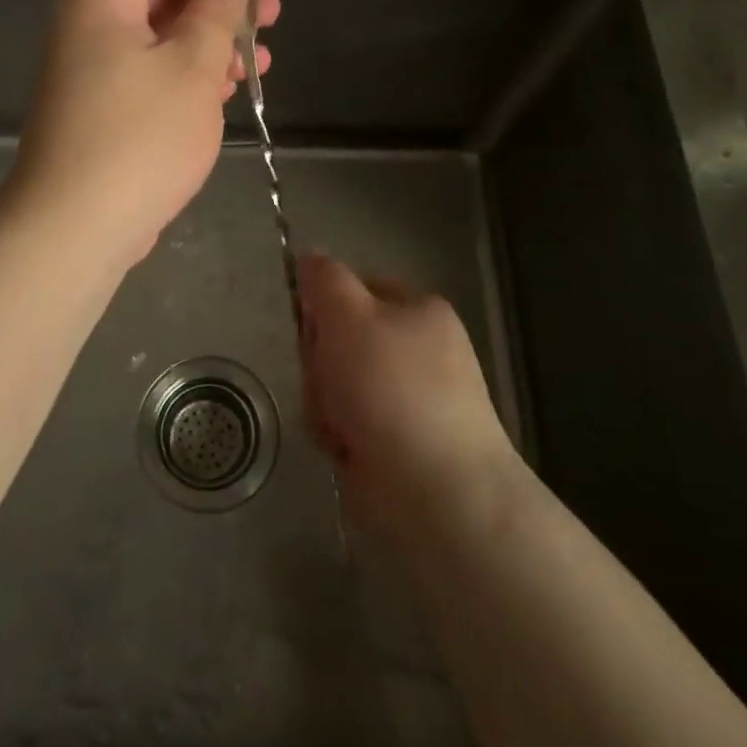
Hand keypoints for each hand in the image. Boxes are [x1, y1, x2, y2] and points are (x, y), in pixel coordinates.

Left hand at [8, 0, 279, 268]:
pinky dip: (189, 76)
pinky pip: (150, 76)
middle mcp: (90, 30)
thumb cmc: (142, 136)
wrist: (77, 226)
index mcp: (102, 3)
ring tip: (260, 61)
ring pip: (160, 40)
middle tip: (270, 16)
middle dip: (218, 3)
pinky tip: (228, 91)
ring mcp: (93, 74)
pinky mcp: (103, 112)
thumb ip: (216, 12)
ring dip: (211, 44)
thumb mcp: (193, 66)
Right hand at [297, 254, 516, 542]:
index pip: (356, 288)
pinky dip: (338, 433)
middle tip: (328, 379)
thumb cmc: (391, 387)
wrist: (436, 489)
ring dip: (325, 400)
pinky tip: (345, 448)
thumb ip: (324, 280)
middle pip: (341, 337)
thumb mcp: (349, 316)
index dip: (325, 306)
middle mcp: (418, 350)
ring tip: (339, 422)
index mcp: (419, 310)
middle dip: (322, 361)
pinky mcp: (396, 441)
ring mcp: (408, 398)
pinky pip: (347, 421)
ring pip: (338, 382)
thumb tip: (309, 257)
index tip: (313, 326)